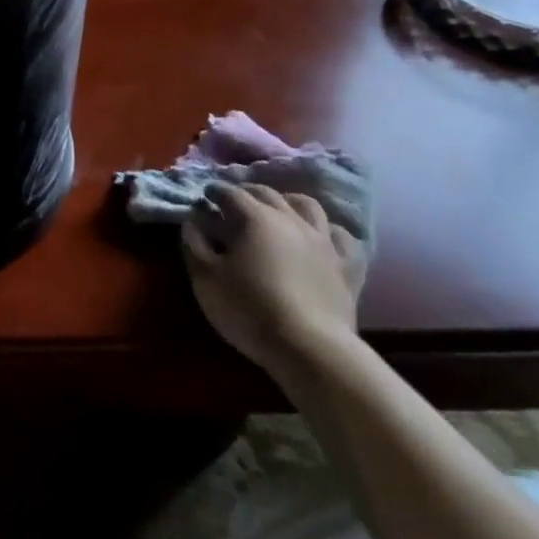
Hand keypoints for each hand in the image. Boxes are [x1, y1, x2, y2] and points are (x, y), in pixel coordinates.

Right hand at [182, 181, 361, 393]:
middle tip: (235, 199)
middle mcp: (291, 219)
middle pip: (268, 194)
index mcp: (255, 218)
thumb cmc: (249, 309)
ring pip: (308, 206)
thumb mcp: (206, 279)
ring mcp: (323, 241)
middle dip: (248, 192)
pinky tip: (322, 237)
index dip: (216, 191)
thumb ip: (194, 244)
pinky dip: (328, 231)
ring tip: (279, 209)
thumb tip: (193, 220)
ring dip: (289, 201)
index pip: (232, 194)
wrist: (309, 347)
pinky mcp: (345, 265)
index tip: (206, 195)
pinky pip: (342, 237)